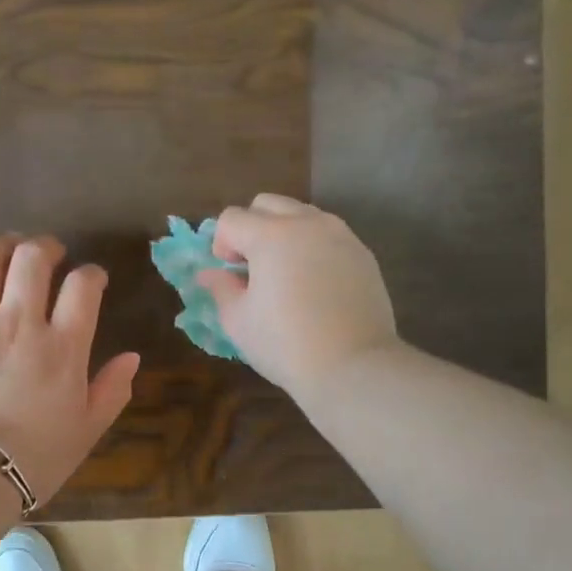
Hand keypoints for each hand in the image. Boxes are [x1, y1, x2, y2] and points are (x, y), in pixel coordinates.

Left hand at [0, 234, 139, 505]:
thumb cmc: (34, 458)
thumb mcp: (87, 431)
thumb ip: (112, 390)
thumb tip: (132, 357)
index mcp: (62, 347)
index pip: (82, 288)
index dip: (91, 274)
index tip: (92, 279)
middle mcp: (18, 323)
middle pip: (32, 260)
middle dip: (45, 247)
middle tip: (49, 252)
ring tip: (6, 248)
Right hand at [199, 194, 399, 399]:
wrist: (351, 366)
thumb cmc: (285, 345)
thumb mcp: (239, 321)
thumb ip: (221, 289)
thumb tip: (209, 274)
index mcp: (271, 235)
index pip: (232, 219)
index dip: (221, 244)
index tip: (228, 274)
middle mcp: (307, 223)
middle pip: (268, 204)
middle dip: (251, 228)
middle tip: (252, 268)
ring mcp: (340, 235)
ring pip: (302, 215)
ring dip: (284, 234)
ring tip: (285, 275)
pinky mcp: (362, 254)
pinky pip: (328, 236)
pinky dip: (313, 248)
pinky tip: (314, 285)